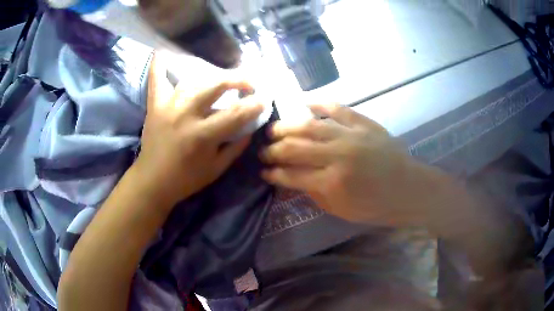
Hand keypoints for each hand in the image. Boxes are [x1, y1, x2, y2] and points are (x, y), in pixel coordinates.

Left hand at [135, 53, 263, 206]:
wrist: (152, 181)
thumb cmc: (186, 179)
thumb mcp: (217, 169)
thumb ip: (236, 146)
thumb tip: (249, 126)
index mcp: (203, 135)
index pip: (237, 113)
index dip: (255, 104)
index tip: (265, 99)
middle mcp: (185, 115)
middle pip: (216, 85)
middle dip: (239, 80)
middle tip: (249, 83)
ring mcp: (168, 107)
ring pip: (193, 80)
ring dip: (211, 74)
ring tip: (222, 78)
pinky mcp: (155, 106)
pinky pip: (155, 80)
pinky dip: (158, 65)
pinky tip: (162, 51)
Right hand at [261, 104, 439, 225]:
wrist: (409, 189)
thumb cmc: (377, 206)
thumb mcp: (342, 210)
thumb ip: (315, 194)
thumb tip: (292, 180)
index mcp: (332, 183)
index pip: (292, 175)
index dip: (274, 173)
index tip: (263, 171)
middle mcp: (338, 156)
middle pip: (295, 147)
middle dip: (274, 149)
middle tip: (263, 150)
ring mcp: (351, 136)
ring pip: (310, 125)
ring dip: (287, 126)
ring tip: (274, 128)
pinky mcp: (364, 124)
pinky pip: (337, 108)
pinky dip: (318, 103)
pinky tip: (304, 102)